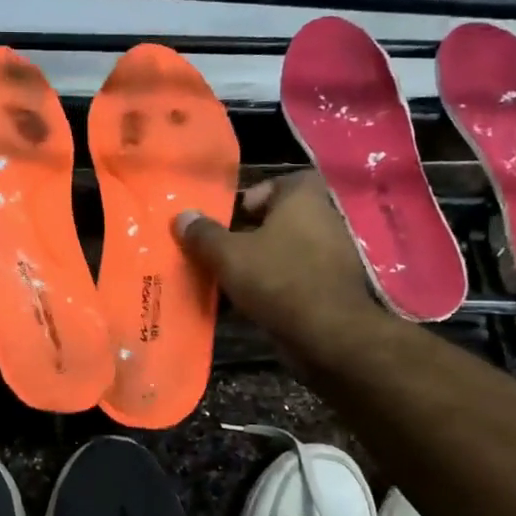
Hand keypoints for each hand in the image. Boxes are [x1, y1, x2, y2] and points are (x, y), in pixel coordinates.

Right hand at [173, 173, 376, 350]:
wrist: (328, 334)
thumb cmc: (278, 279)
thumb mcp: (228, 256)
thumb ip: (204, 234)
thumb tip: (183, 216)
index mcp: (303, 199)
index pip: (283, 181)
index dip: (256, 195)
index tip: (232, 217)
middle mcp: (323, 219)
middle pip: (281, 218)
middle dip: (251, 233)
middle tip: (223, 250)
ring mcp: (332, 255)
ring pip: (287, 249)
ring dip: (261, 261)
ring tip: (230, 279)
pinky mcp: (332, 287)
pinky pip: (297, 276)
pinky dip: (275, 285)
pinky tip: (251, 303)